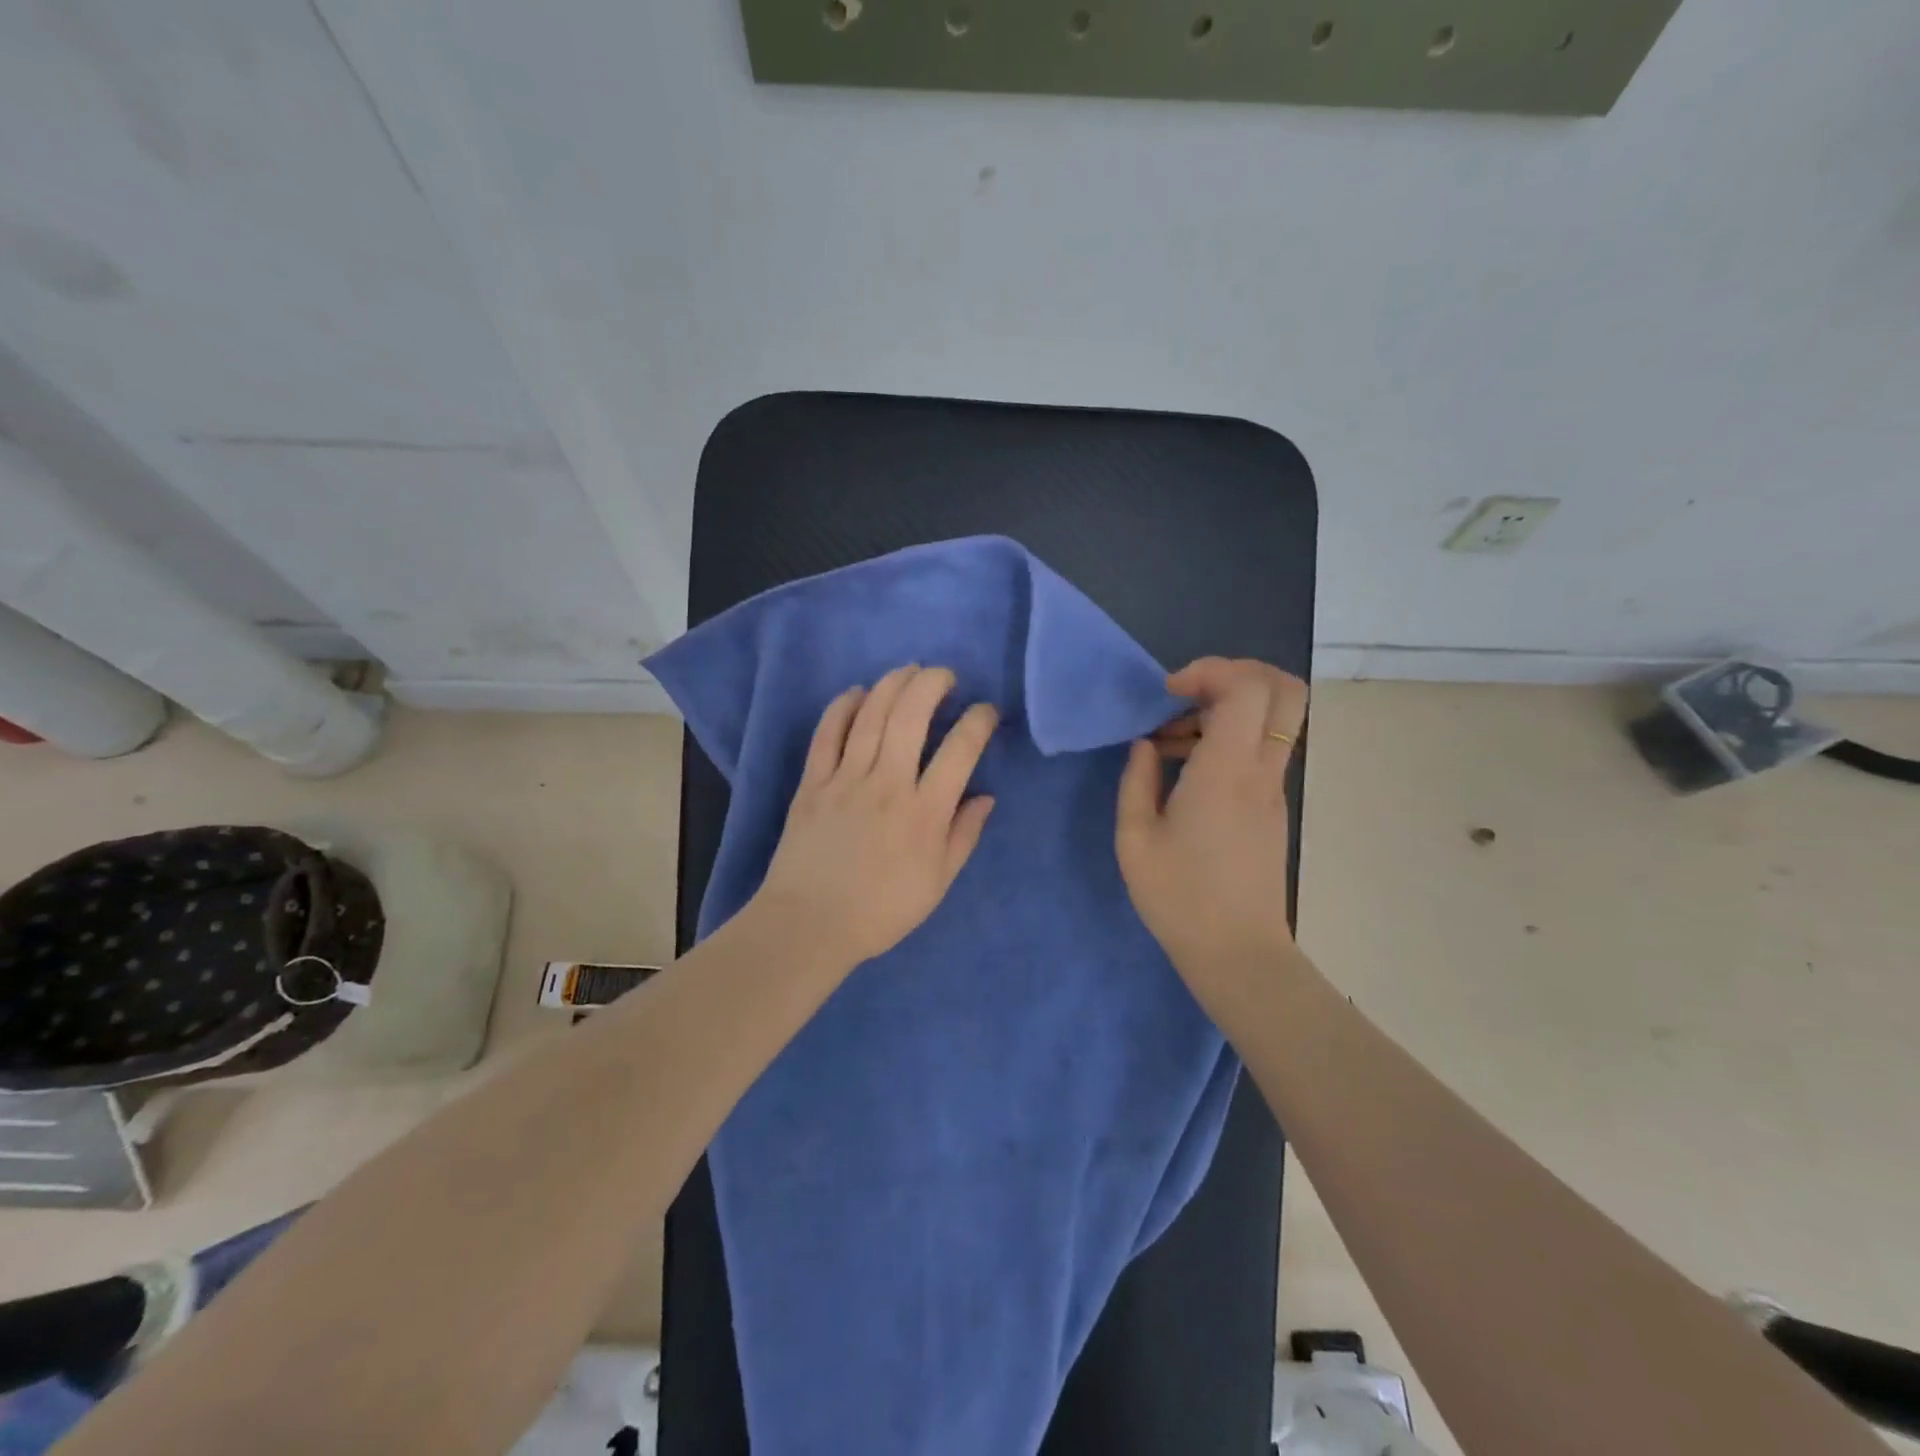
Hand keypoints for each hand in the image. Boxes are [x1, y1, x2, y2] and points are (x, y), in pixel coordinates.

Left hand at [753, 665, 998, 967]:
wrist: (809, 925)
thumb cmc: (881, 910)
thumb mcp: (938, 883)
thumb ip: (964, 836)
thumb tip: (985, 797)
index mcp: (924, 812)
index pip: (960, 750)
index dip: (979, 721)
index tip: (986, 711)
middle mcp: (887, 784)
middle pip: (912, 716)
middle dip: (933, 684)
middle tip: (945, 676)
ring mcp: (845, 779)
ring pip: (871, 716)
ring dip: (893, 684)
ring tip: (909, 671)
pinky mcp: (812, 782)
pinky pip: (827, 734)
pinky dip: (842, 707)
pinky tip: (857, 692)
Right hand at [1116, 657, 1306, 979]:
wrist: (1237, 953)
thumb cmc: (1179, 897)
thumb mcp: (1135, 838)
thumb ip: (1136, 780)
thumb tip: (1146, 745)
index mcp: (1226, 771)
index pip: (1247, 687)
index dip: (1210, 670)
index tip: (1168, 692)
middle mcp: (1260, 770)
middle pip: (1284, 689)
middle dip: (1237, 673)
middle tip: (1188, 694)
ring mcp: (1273, 788)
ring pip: (1272, 717)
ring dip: (1224, 710)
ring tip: (1169, 741)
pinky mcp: (1272, 806)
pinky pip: (1260, 748)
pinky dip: (1226, 738)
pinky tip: (1183, 769)